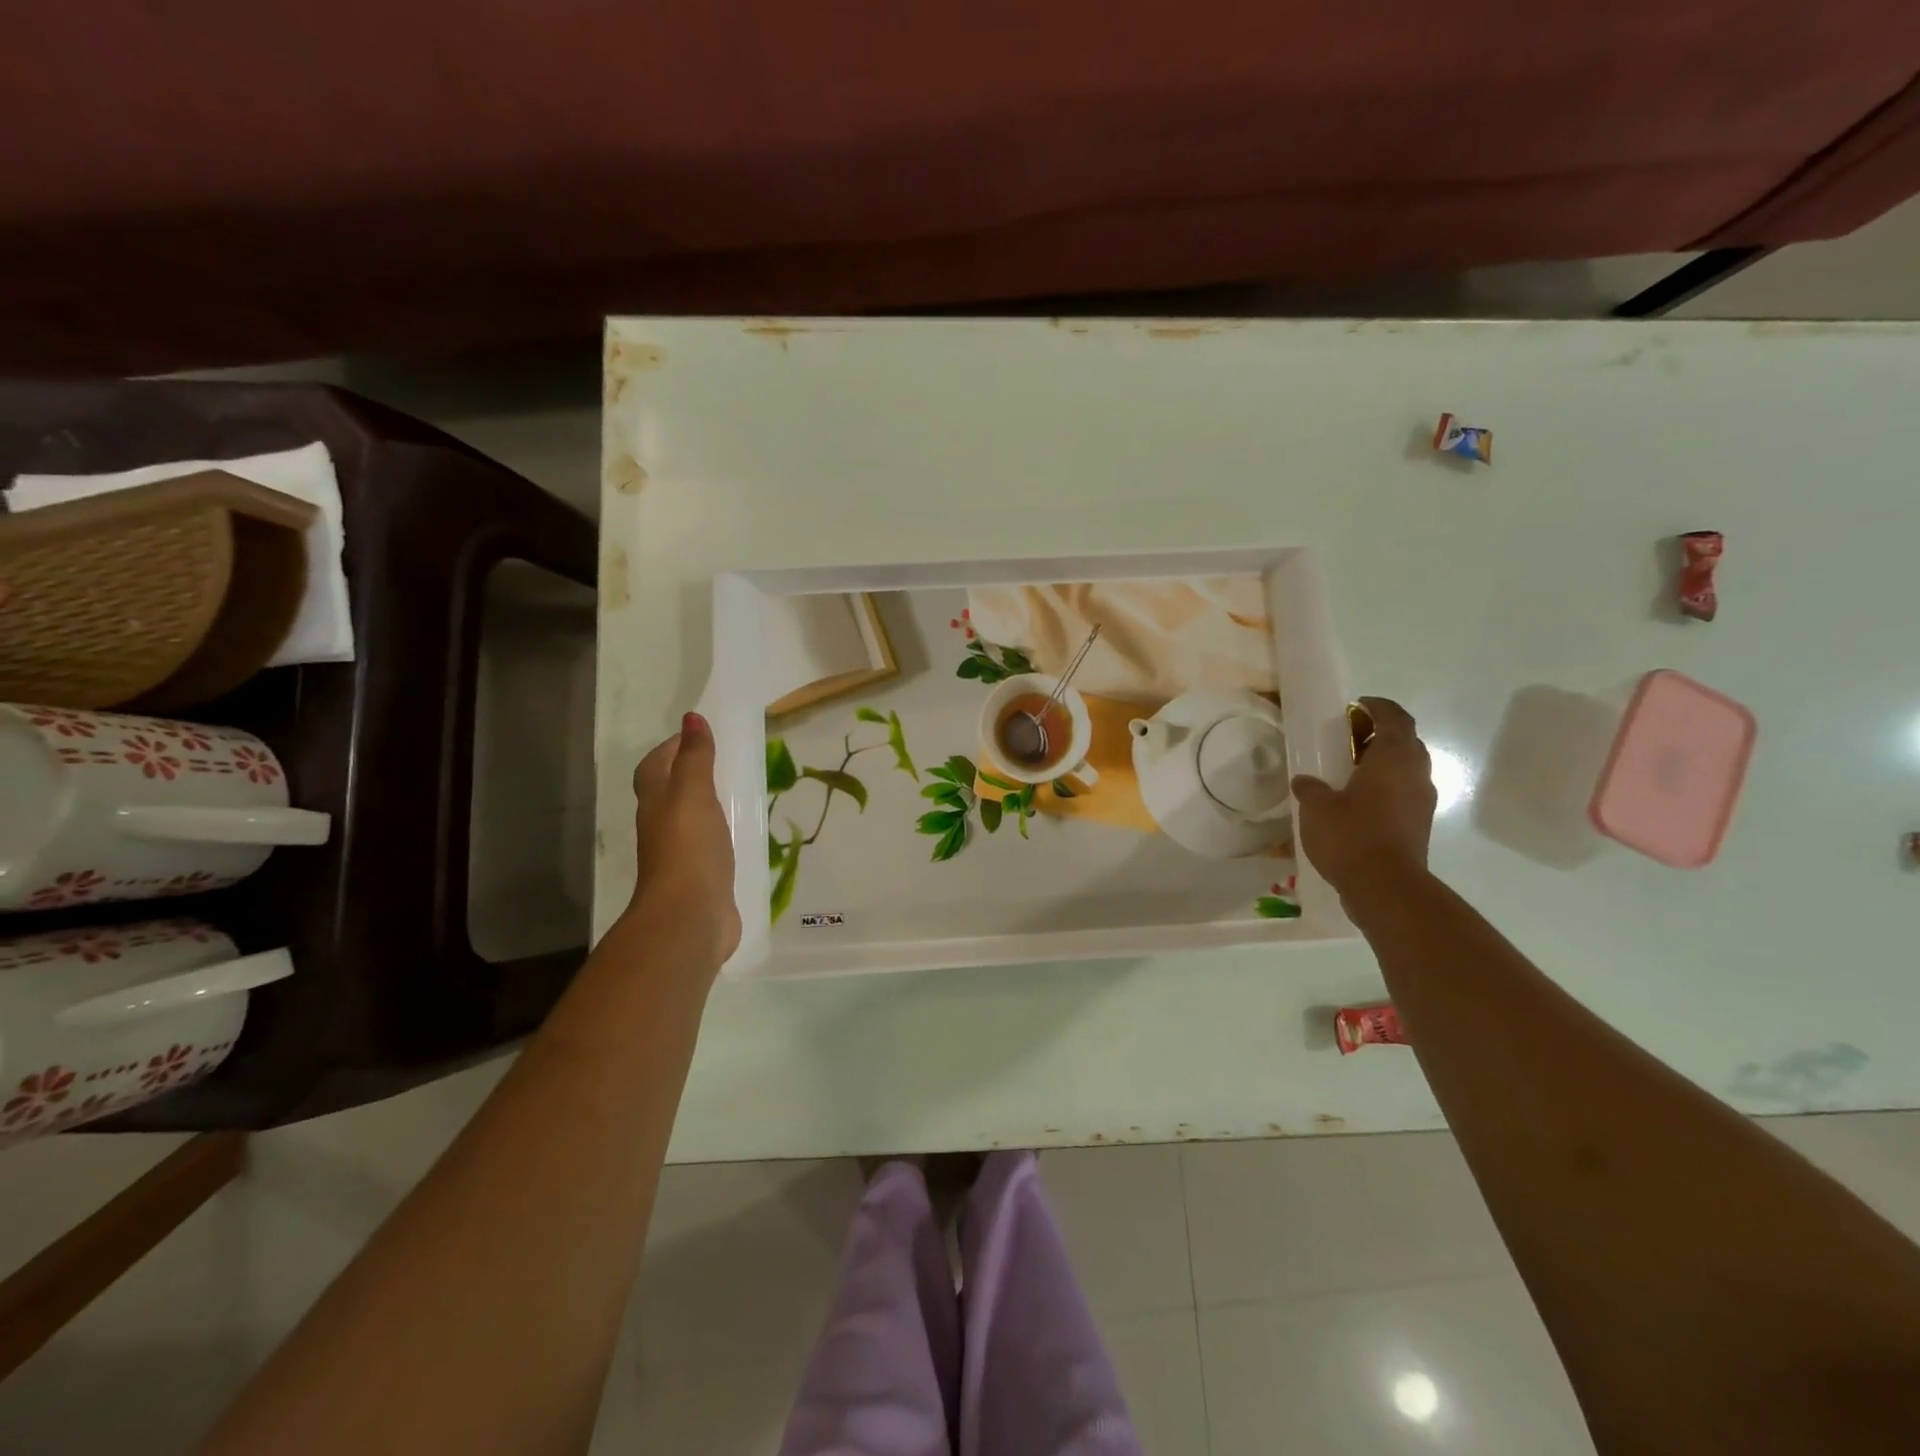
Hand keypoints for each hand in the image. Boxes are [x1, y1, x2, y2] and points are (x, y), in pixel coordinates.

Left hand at [626, 712, 740, 976]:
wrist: (689, 916)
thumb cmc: (689, 847)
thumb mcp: (694, 792)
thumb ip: (695, 757)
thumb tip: (691, 717)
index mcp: (656, 803)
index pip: (654, 767)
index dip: (670, 748)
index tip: (696, 734)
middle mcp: (662, 827)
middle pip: (667, 792)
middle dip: (686, 774)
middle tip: (719, 759)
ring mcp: (681, 855)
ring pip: (688, 820)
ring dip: (704, 804)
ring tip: (733, 790)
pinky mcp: (702, 877)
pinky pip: (708, 845)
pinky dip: (719, 833)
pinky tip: (740, 832)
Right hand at [1291, 696, 1435, 901]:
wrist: (1386, 887)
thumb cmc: (1351, 835)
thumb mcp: (1316, 807)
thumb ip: (1310, 788)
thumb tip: (1306, 781)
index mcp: (1393, 758)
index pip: (1395, 718)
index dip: (1378, 707)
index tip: (1357, 706)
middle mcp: (1415, 774)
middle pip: (1406, 742)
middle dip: (1381, 734)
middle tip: (1350, 738)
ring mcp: (1421, 801)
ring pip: (1407, 769)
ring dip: (1383, 763)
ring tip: (1350, 771)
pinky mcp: (1418, 825)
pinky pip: (1403, 793)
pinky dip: (1385, 788)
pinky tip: (1357, 801)